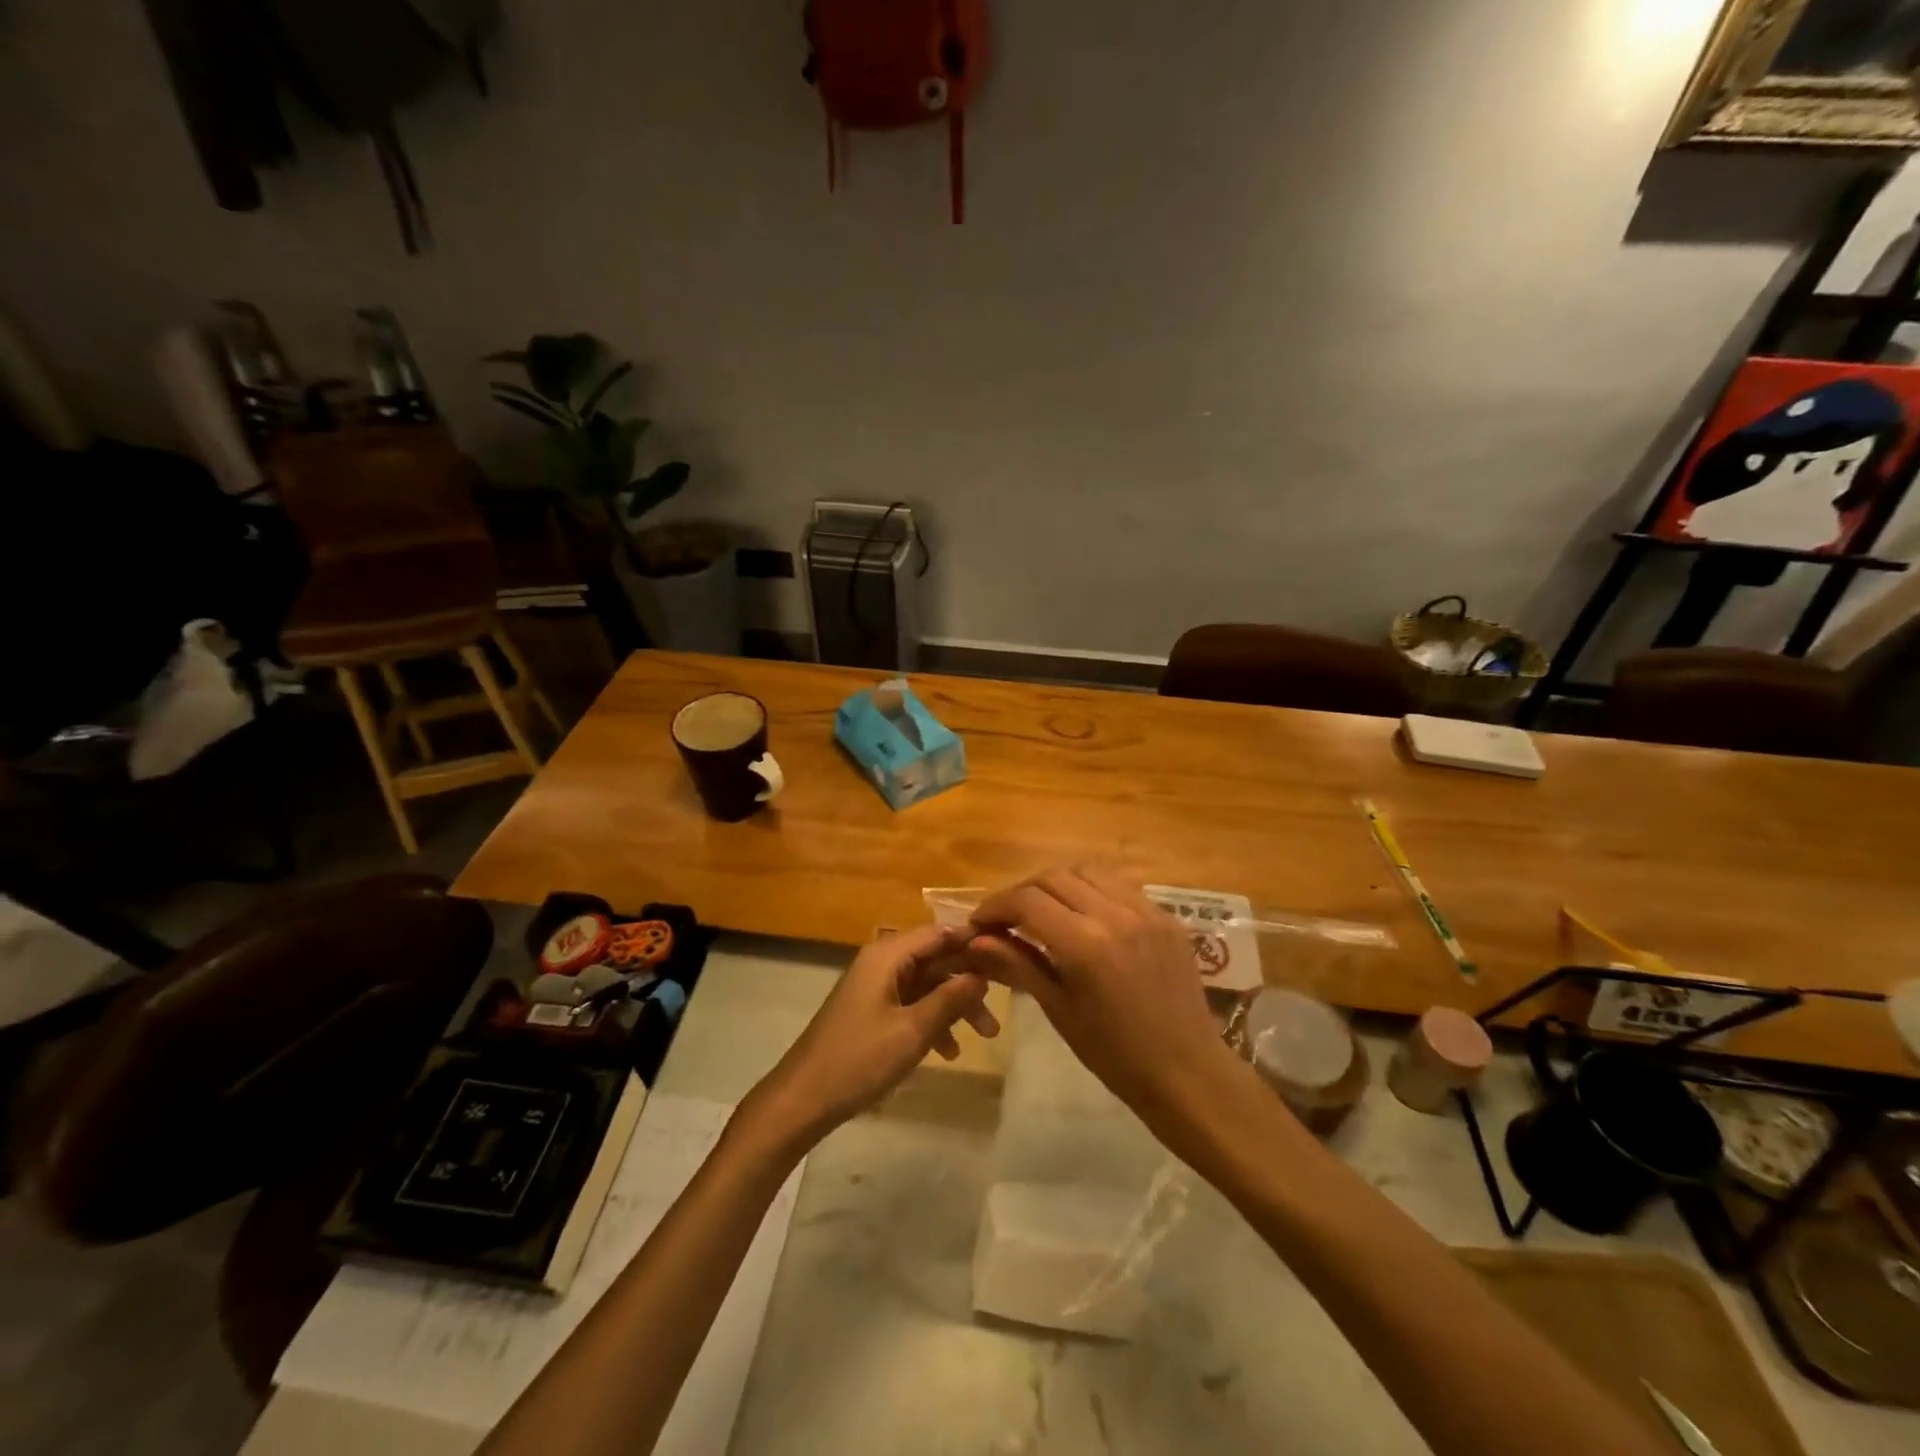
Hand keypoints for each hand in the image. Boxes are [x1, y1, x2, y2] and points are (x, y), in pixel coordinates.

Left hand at [748, 923, 1000, 1147]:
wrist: (803, 1099)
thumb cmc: (859, 1060)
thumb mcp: (912, 1031)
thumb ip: (950, 1000)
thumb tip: (982, 974)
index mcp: (887, 955)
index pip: (939, 932)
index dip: (973, 939)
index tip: (1008, 953)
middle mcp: (882, 962)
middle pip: (936, 958)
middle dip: (970, 979)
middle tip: (1005, 999)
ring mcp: (876, 987)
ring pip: (927, 984)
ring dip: (956, 1005)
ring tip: (987, 1035)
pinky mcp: (872, 1011)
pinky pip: (912, 1004)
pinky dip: (933, 1021)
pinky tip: (950, 1051)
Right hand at [966, 865, 1243, 1131]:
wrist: (1187, 1072)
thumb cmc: (1114, 1054)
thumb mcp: (1059, 1009)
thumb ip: (1018, 965)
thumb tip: (976, 940)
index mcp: (1085, 944)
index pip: (1027, 901)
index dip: (996, 906)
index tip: (980, 922)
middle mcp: (1115, 914)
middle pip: (1054, 877)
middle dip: (1023, 892)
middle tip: (1008, 917)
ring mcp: (1146, 910)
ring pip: (1088, 872)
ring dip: (1058, 884)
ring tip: (1045, 910)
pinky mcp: (1166, 916)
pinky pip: (1120, 886)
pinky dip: (1093, 891)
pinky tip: (1085, 915)